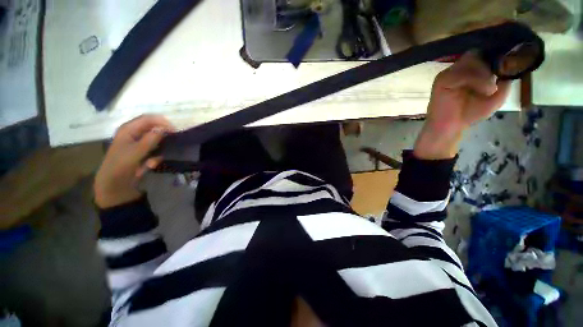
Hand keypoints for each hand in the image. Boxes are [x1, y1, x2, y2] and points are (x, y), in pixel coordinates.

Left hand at [94, 115, 174, 208]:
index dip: (162, 122)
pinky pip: (155, 150)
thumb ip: (150, 139)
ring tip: (157, 157)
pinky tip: (151, 164)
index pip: (148, 119)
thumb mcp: (136, 151)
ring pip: (155, 139)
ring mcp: (138, 143)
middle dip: (163, 135)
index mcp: (128, 129)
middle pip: (153, 128)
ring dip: (159, 147)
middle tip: (173, 141)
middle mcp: (133, 133)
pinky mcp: (142, 152)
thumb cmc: (121, 165)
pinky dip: (156, 156)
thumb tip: (165, 128)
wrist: (114, 185)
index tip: (175, 130)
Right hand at [414, 52, 510, 159]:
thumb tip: (511, 66)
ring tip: (490, 89)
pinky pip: (461, 72)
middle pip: (476, 53)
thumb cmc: (470, 113)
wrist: (451, 127)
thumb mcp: (496, 97)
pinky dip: (476, 79)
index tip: (507, 64)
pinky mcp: (441, 80)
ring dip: (485, 73)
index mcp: (470, 70)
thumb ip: (504, 81)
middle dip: (490, 64)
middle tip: (497, 79)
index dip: (494, 56)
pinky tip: (484, 90)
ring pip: (471, 60)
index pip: (482, 54)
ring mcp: (449, 73)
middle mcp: (458, 68)